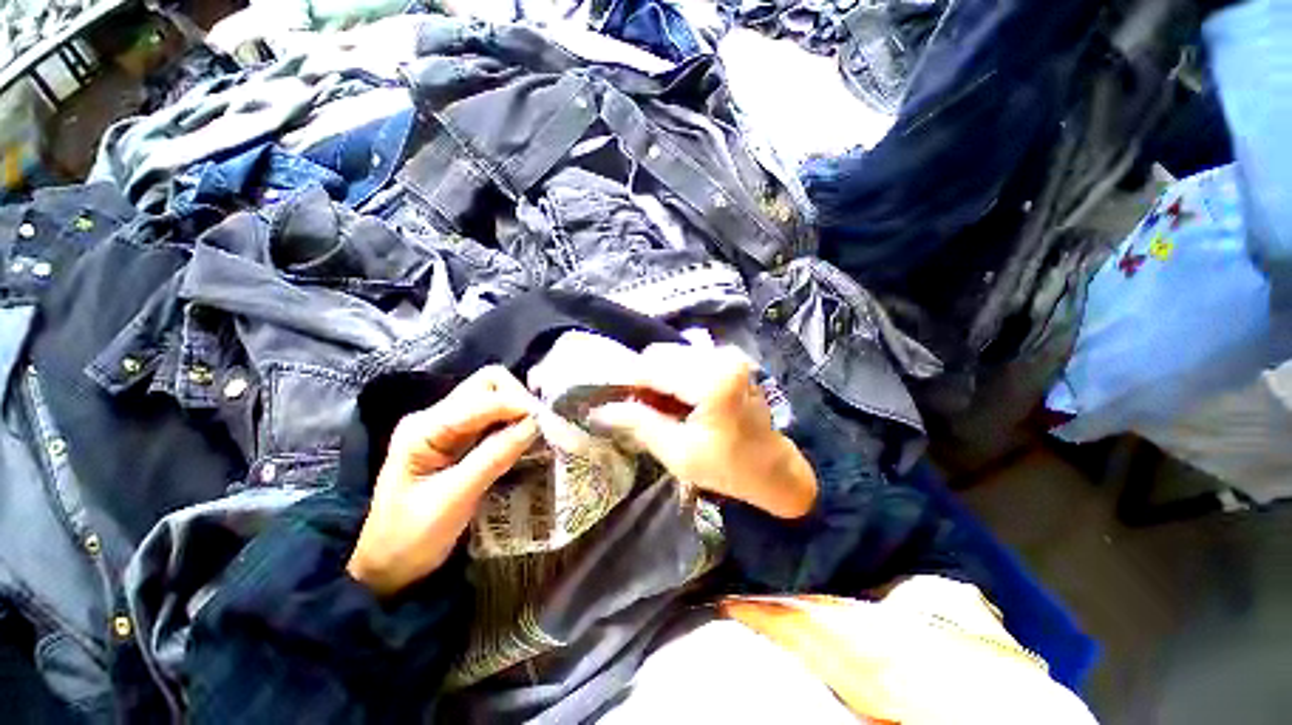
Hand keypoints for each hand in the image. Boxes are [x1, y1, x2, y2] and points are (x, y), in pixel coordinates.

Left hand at [347, 366, 539, 596]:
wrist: (387, 566)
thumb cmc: (411, 537)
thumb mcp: (453, 499)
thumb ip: (493, 458)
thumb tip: (534, 425)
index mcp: (425, 427)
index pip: (481, 397)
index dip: (516, 405)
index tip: (545, 425)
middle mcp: (436, 417)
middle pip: (487, 384)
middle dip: (518, 400)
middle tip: (539, 427)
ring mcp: (448, 427)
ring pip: (494, 398)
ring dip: (518, 411)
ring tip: (536, 434)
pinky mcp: (460, 440)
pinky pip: (494, 419)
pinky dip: (514, 424)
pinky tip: (525, 440)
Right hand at [589, 344, 816, 518]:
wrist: (771, 467)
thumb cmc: (727, 467)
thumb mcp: (677, 453)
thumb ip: (639, 423)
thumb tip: (600, 409)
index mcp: (712, 381)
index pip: (652, 368)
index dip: (626, 381)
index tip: (610, 399)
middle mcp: (721, 357)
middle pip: (660, 355)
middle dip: (642, 380)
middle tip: (636, 409)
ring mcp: (726, 355)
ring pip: (671, 356)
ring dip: (657, 379)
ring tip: (657, 407)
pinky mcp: (727, 359)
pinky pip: (686, 359)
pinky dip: (672, 377)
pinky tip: (674, 400)